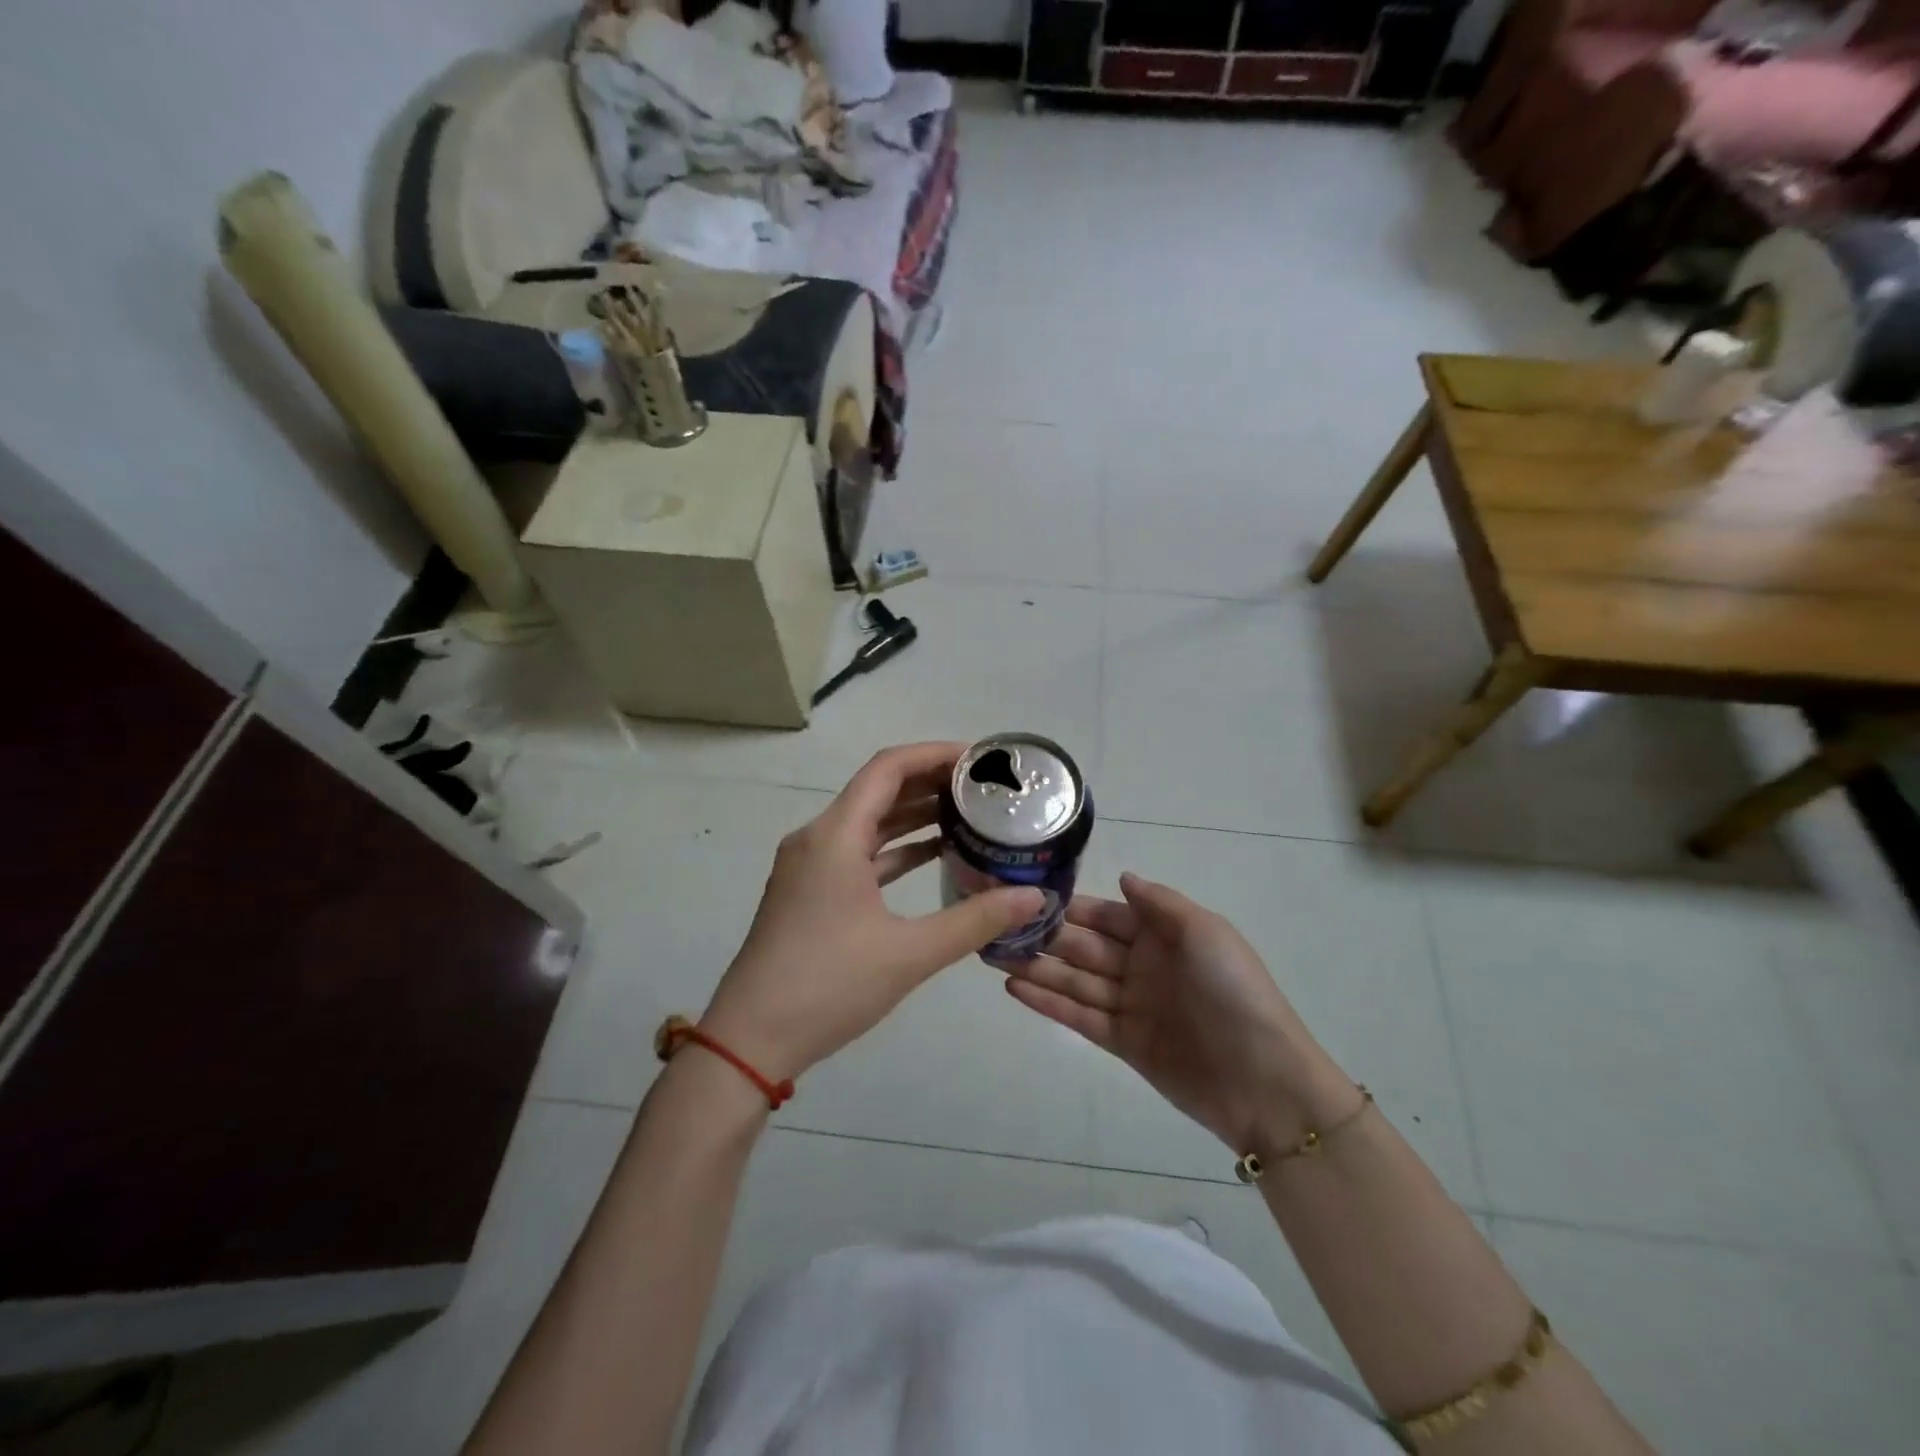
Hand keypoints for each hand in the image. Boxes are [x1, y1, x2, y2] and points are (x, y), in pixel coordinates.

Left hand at [701, 743, 1045, 1082]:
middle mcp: (819, 838)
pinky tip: (936, 855)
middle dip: (931, 782)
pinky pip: (860, 853)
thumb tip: (1034, 897)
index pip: (888, 768)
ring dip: (915, 815)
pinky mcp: (811, 892)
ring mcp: (811, 866)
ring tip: (970, 814)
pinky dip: (897, 849)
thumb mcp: (909, 954)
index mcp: (835, 836)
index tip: (980, 759)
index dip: (934, 754)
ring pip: (870, 823)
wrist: (751, 1040)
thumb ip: (975, 920)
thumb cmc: (827, 986)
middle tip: (985, 787)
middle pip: (879, 790)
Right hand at [1002, 874, 1355, 1154]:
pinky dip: (1048, 1003)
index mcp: (1163, 935)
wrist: (1263, 1079)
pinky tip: (1014, 989)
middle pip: (1083, 947)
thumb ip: (1159, 903)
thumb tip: (1122, 876)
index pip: (1105, 915)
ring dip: (1036, 969)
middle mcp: (1142, 965)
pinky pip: (1080, 1016)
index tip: (1026, 896)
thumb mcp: (1204, 931)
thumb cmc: (1234, 991)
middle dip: (1043, 937)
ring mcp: (1132, 1005)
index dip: (1069, 908)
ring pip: (1075, 981)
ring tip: (992, 956)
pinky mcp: (1124, 1043)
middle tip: (994, 927)